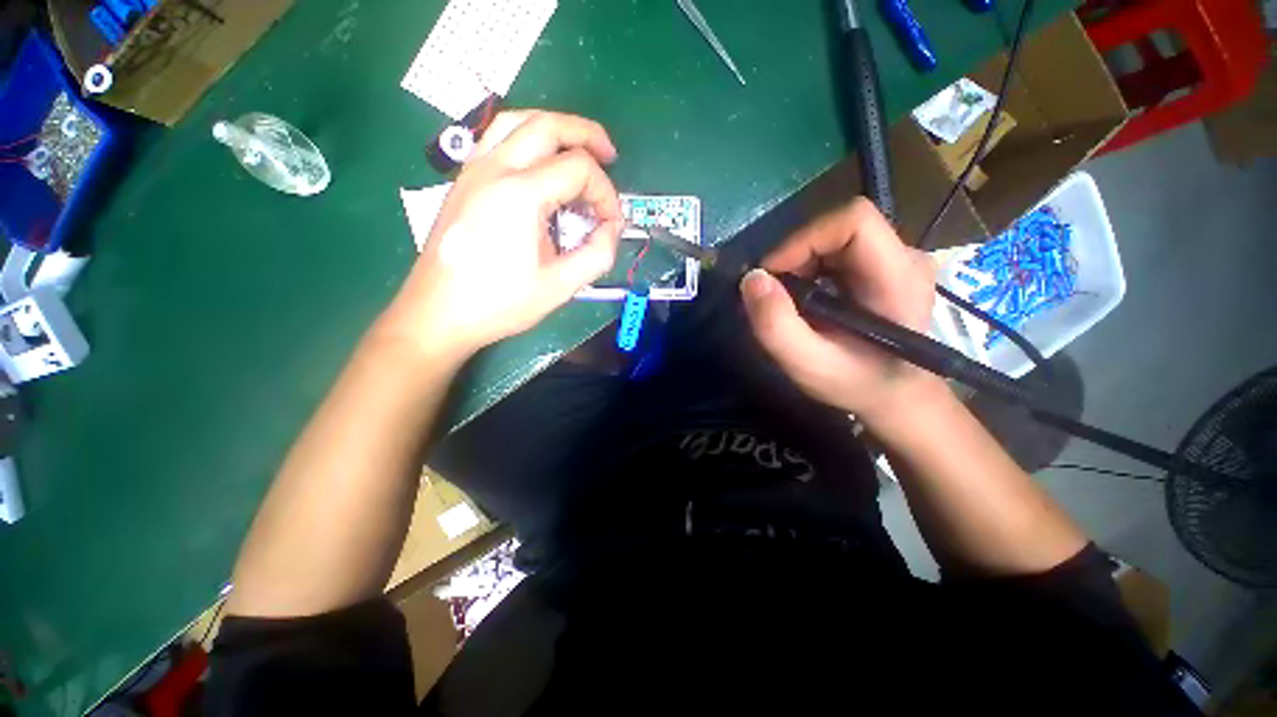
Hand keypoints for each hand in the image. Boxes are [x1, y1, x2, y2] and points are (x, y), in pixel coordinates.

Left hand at [378, 111, 623, 360]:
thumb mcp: (560, 286)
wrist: (438, 314)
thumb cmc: (500, 303)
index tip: (612, 224)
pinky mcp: (463, 180)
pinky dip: (527, 138)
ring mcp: (473, 170)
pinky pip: (497, 138)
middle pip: (548, 125)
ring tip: (577, 150)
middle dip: (587, 135)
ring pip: (517, 120)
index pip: (579, 170)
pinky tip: (539, 165)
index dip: (606, 193)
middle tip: (610, 156)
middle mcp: (494, 169)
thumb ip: (598, 254)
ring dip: (555, 128)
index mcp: (520, 194)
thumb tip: (612, 229)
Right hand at [739, 199, 942, 421]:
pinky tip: (807, 298)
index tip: (772, 274)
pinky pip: (840, 250)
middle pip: (841, 227)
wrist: (894, 396)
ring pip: (837, 237)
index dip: (804, 239)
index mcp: (898, 279)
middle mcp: (906, 258)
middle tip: (775, 294)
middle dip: (796, 256)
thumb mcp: (807, 365)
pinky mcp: (886, 266)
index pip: (854, 221)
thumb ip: (776, 325)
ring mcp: (899, 259)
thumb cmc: (855, 384)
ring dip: (801, 263)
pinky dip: (811, 268)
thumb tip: (751, 278)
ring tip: (790, 300)